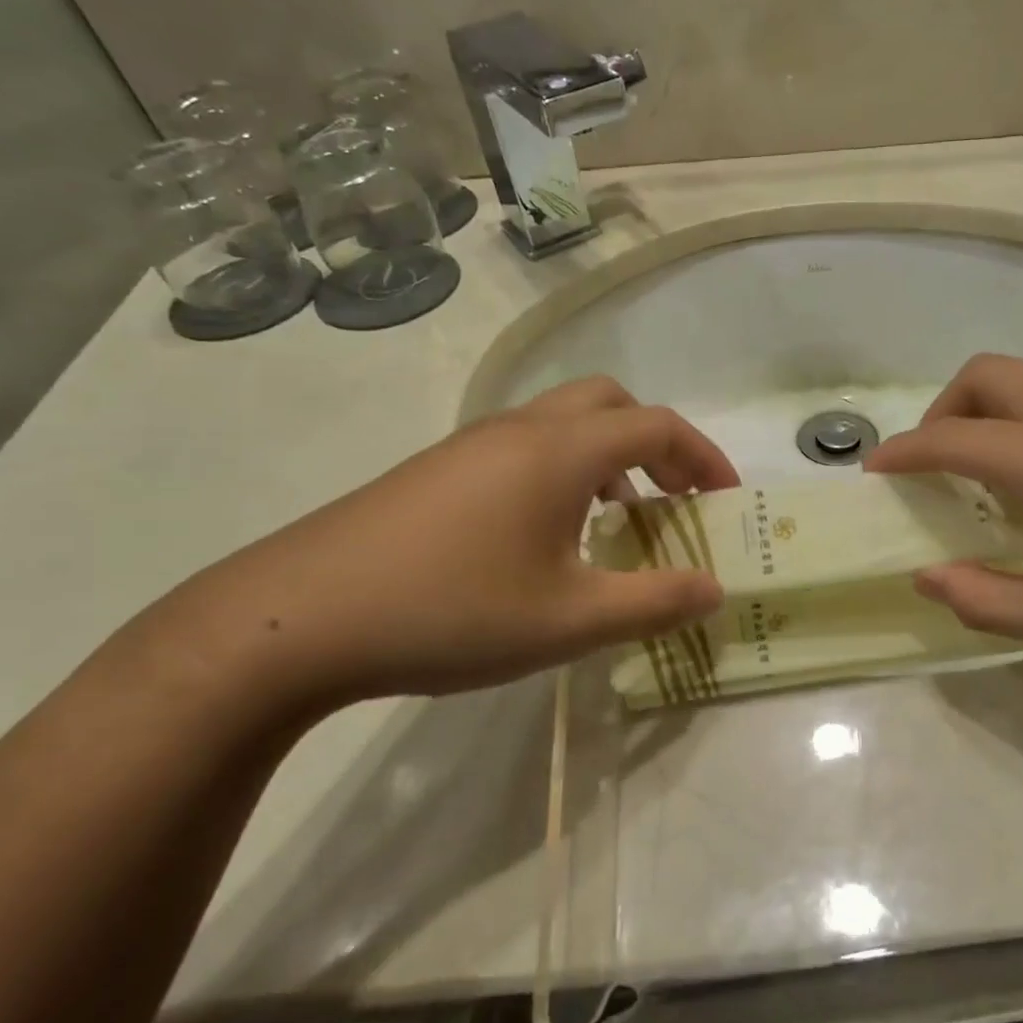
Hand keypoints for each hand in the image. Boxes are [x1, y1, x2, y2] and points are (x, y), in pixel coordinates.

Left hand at [150, 377, 738, 716]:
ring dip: (609, 457)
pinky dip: (564, 470)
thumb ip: (654, 602)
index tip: (727, 500)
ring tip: (619, 520)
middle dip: (657, 443)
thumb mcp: (569, 619)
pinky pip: (524, 447)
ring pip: (563, 423)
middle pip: (610, 403)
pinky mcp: (437, 470)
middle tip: (676, 498)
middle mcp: (519, 429)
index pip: (656, 426)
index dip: (703, 457)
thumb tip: (715, 588)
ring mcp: (470, 444)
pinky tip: (548, 535)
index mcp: (560, 450)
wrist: (295, 619)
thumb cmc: (450, 612)